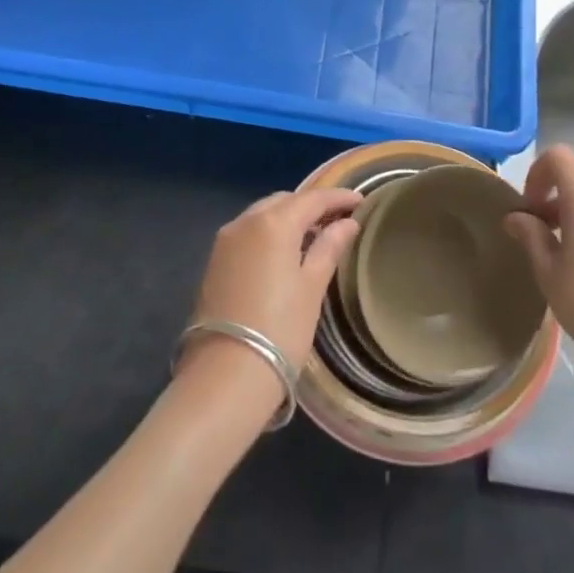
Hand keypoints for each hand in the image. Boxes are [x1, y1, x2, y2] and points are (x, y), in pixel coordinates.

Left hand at [186, 188, 361, 371]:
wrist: (225, 375)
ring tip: (313, 235)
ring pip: (262, 216)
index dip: (337, 197)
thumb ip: (329, 248)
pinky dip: (268, 234)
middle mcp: (244, 222)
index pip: (312, 199)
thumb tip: (347, 223)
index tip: (360, 201)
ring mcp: (224, 241)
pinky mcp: (213, 262)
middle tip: (337, 220)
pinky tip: (284, 252)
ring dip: (287, 219)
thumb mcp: (312, 287)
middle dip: (310, 206)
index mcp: (273, 223)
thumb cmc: (280, 329)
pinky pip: (247, 234)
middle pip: (284, 202)